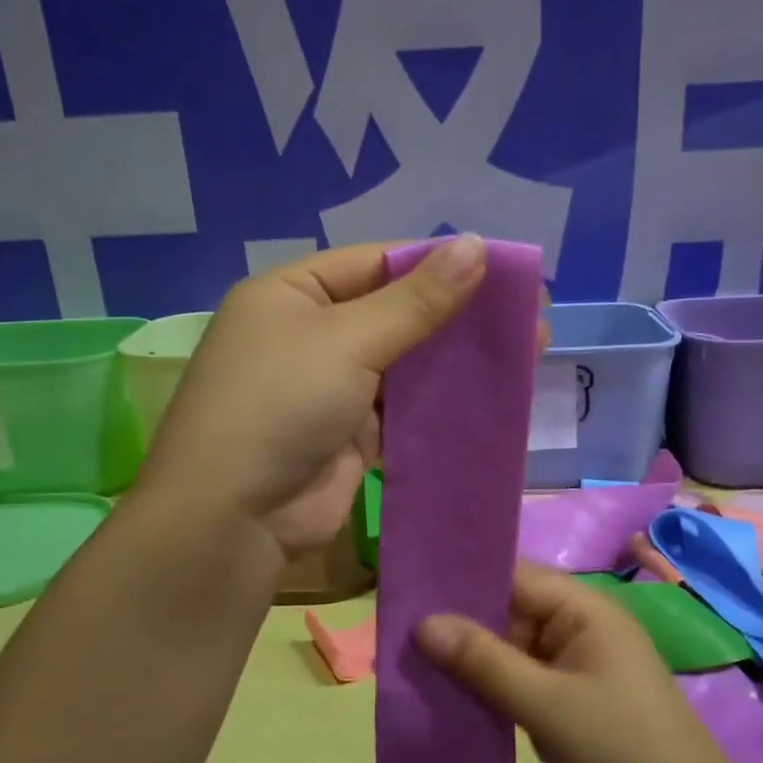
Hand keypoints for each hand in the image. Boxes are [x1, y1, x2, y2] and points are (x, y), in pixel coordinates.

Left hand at [138, 235, 490, 556]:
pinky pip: (403, 408)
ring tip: (525, 351)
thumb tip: (475, 245)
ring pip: (404, 363)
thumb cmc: (281, 404)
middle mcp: (308, 333)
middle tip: (529, 316)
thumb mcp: (348, 340)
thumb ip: (417, 300)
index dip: (439, 263)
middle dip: (457, 314)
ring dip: (455, 360)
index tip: (505, 270)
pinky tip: (490, 395)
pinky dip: (440, 403)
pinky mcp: (349, 435)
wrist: (233, 517)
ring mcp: (329, 387)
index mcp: (292, 293)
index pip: (376, 262)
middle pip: (395, 312)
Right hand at [415, 564, 744, 762]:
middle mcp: (580, 625)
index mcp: (583, 608)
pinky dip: (492, 684)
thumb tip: (422, 622)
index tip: (412, 587)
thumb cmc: (621, 748)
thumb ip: (484, 661)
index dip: (464, 579)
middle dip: (462, 621)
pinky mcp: (573, 697)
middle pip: (510, 609)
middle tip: (401, 629)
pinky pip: (523, 677)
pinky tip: (452, 693)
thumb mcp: (545, 704)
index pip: (514, 576)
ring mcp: (577, 663)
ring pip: (513, 646)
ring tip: (414, 659)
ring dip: (474, 656)